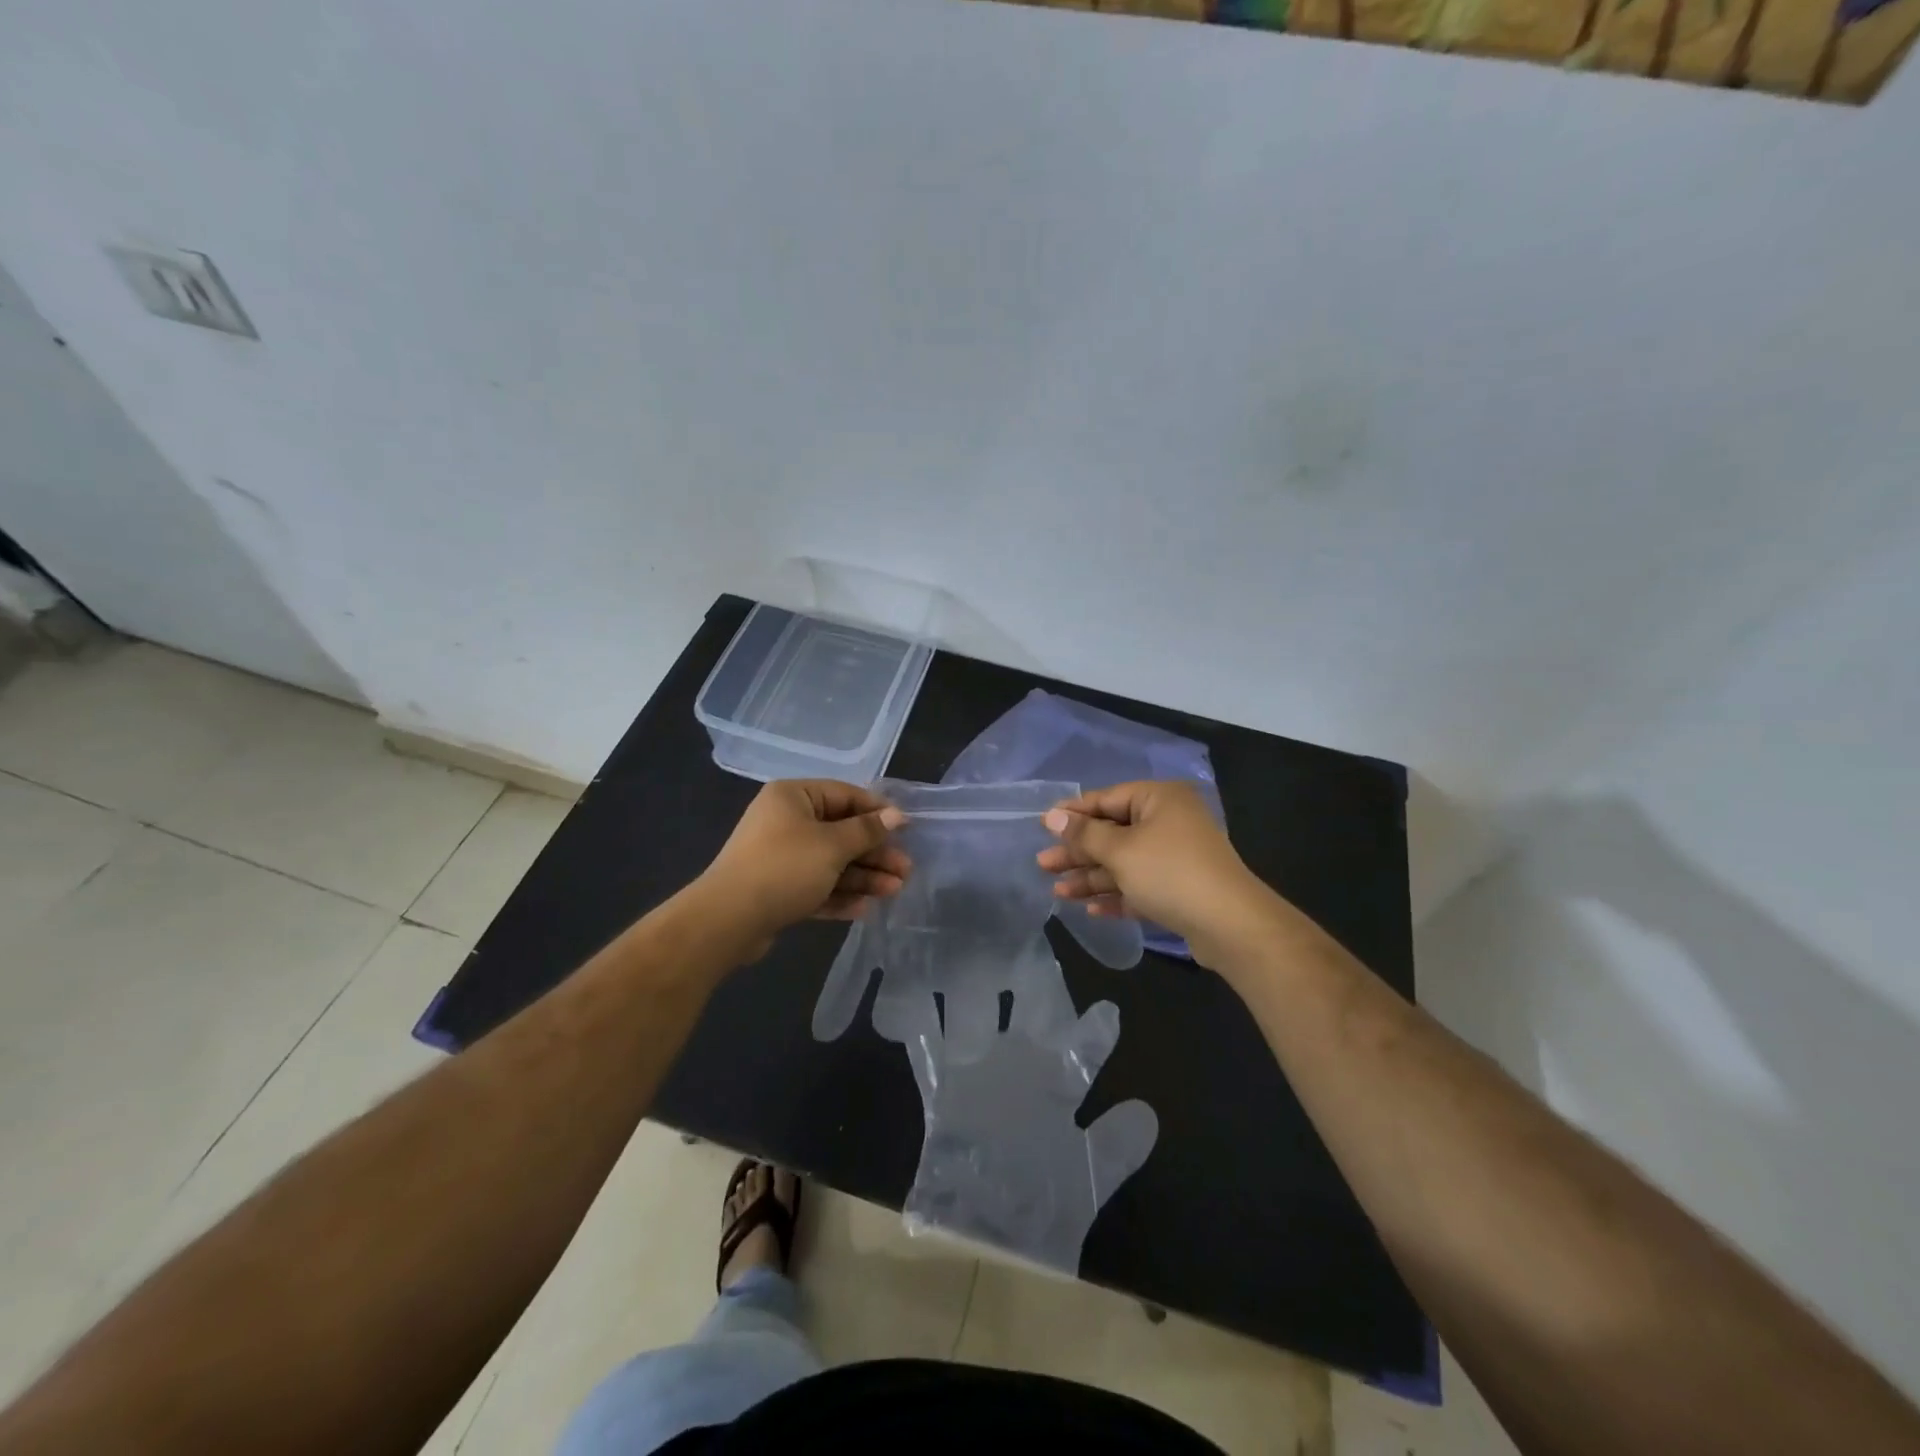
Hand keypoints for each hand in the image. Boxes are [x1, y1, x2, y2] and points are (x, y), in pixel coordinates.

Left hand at [697, 781, 909, 956]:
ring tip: (894, 891)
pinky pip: (816, 886)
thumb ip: (867, 830)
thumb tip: (897, 815)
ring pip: (831, 862)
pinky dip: (839, 895)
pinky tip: (865, 909)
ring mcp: (781, 857)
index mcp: (794, 797)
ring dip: (863, 876)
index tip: (906, 830)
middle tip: (905, 870)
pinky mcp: (778, 890)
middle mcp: (786, 821)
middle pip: (841, 832)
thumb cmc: (784, 868)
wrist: (728, 920)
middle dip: (874, 853)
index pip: (845, 795)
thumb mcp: (832, 845)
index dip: (877, 812)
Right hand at [1037, 781, 1269, 967]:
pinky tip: (1090, 908)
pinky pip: (1139, 885)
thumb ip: (1084, 834)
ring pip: (1123, 862)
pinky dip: (1116, 894)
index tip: (1042, 825)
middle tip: (1043, 864)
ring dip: (1091, 877)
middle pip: (1112, 833)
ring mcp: (1175, 856)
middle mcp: (1168, 821)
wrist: (1230, 924)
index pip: (1106, 799)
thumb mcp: (1120, 850)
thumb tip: (1052, 816)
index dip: (1072, 814)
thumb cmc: (1169, 873)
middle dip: (1077, 852)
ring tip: (1057, 892)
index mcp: (1159, 799)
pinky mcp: (1179, 888)